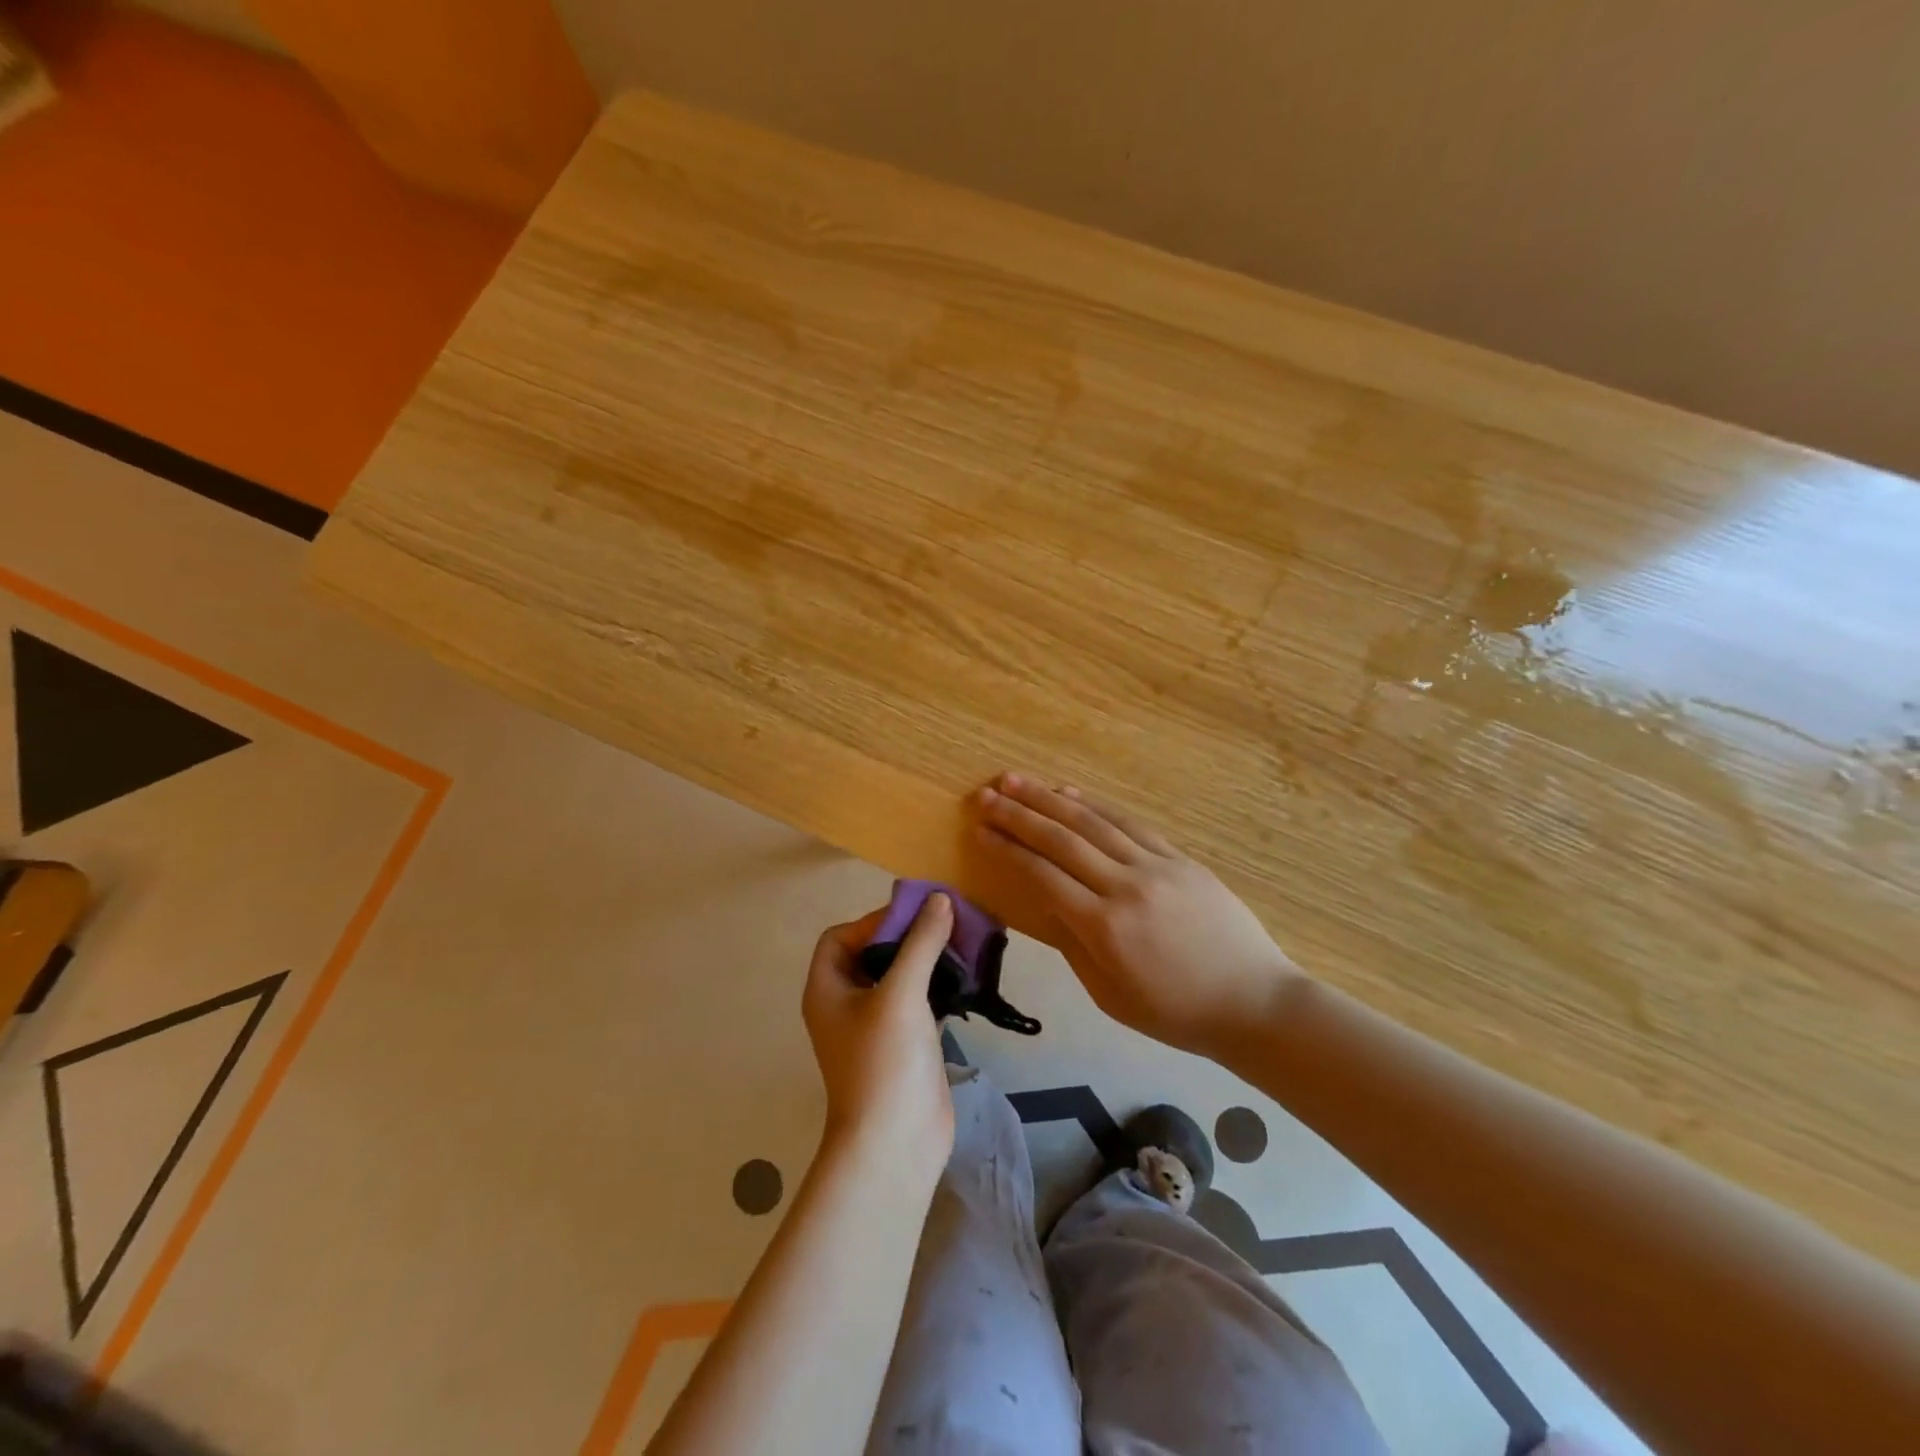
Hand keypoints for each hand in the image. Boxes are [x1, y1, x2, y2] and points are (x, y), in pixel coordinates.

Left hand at [802, 895, 956, 1182]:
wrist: (896, 1144)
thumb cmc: (885, 1062)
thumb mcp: (901, 994)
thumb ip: (921, 943)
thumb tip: (940, 899)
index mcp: (828, 989)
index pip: (841, 937)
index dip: (874, 921)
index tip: (915, 916)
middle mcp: (847, 1004)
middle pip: (873, 953)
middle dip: (908, 936)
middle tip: (947, 923)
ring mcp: (877, 1026)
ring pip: (900, 977)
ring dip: (928, 959)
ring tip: (964, 944)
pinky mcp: (905, 1044)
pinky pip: (920, 1001)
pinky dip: (940, 986)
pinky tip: (968, 978)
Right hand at [970, 773, 1304, 1057]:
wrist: (1254, 1002)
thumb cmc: (1175, 1012)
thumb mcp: (1110, 994)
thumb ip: (1072, 943)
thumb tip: (1045, 899)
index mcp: (1104, 926)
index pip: (1042, 874)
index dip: (1007, 849)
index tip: (979, 829)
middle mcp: (1126, 885)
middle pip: (1062, 839)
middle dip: (1019, 814)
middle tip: (986, 794)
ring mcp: (1157, 866)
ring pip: (1094, 822)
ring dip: (1051, 798)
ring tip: (1017, 780)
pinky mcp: (1180, 858)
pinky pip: (1130, 824)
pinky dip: (1096, 806)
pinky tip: (1071, 793)